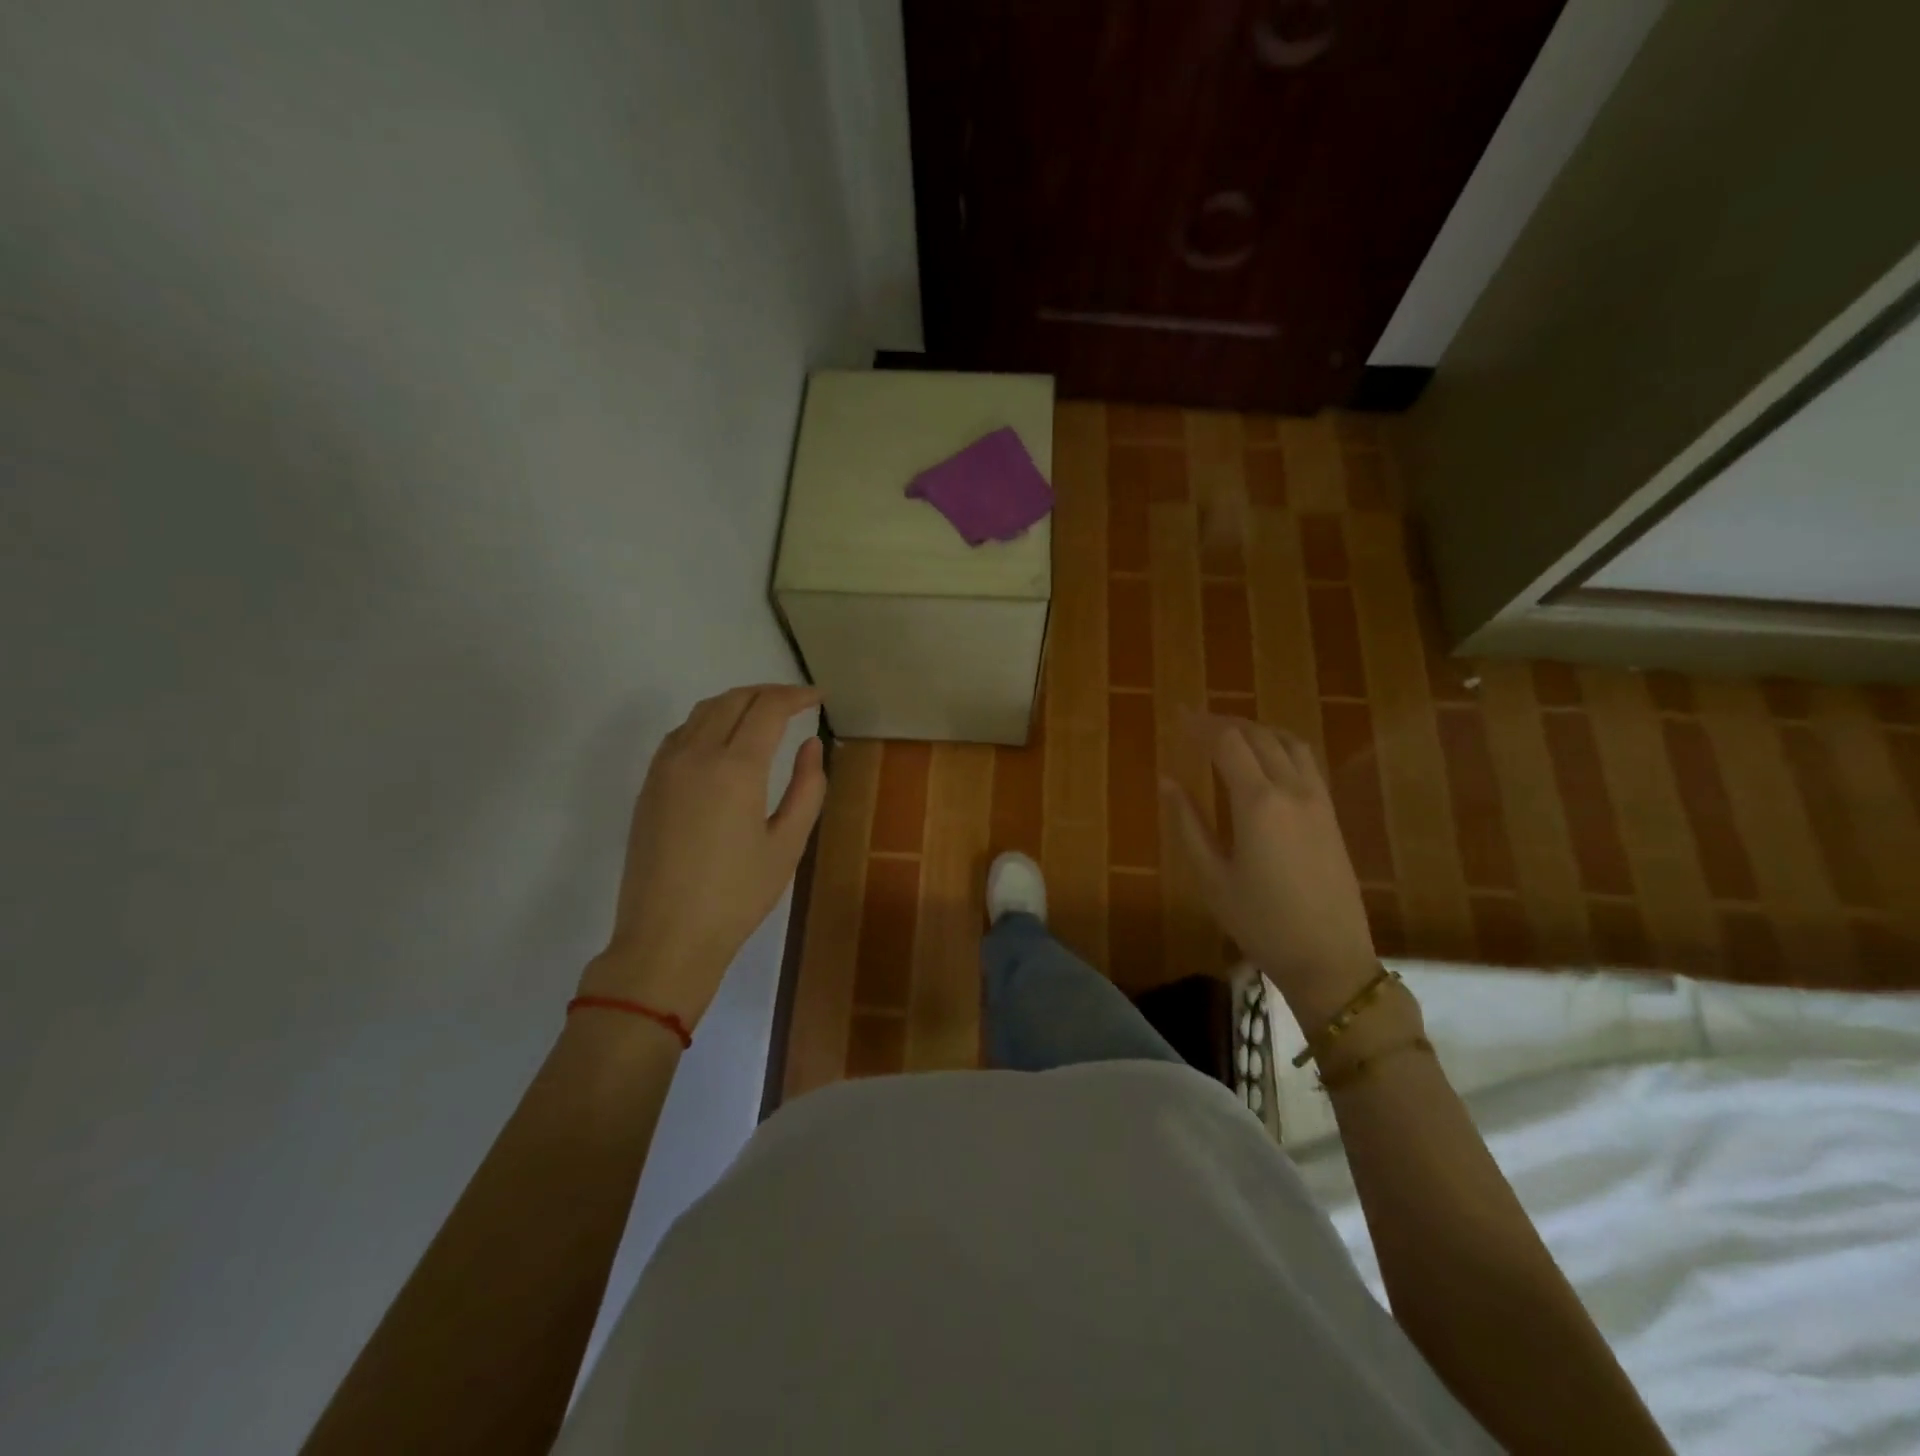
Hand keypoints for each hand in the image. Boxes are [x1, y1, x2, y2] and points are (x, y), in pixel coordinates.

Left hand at [579, 684, 826, 1028]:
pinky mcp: (649, 784)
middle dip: (768, 692)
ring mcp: (665, 767)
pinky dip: (708, 721)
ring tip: (764, 713)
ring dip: (737, 701)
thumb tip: (811, 745)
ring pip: (703, 711)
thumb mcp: (787, 845)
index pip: (767, 709)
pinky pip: (681, 732)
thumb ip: (807, 788)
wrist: (666, 937)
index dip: (796, 696)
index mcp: (736, 768)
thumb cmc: (737, 896)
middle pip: (733, 699)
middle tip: (796, 701)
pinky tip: (723, 738)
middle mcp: (696, 755)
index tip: (818, 697)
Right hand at [1163, 711, 1378, 1027]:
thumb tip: (1167, 780)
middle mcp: (1291, 790)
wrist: (1329, 958)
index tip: (1177, 715)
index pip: (1227, 743)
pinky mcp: (1331, 815)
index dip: (1200, 725)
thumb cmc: (1260, 922)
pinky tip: (1265, 760)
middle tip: (1195, 722)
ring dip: (1257, 729)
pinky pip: (1306, 763)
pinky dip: (1280, 746)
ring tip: (1229, 734)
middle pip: (1258, 736)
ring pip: (1288, 743)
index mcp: (1258, 803)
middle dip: (1225, 723)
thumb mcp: (1212, 877)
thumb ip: (1188, 824)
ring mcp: (1318, 801)